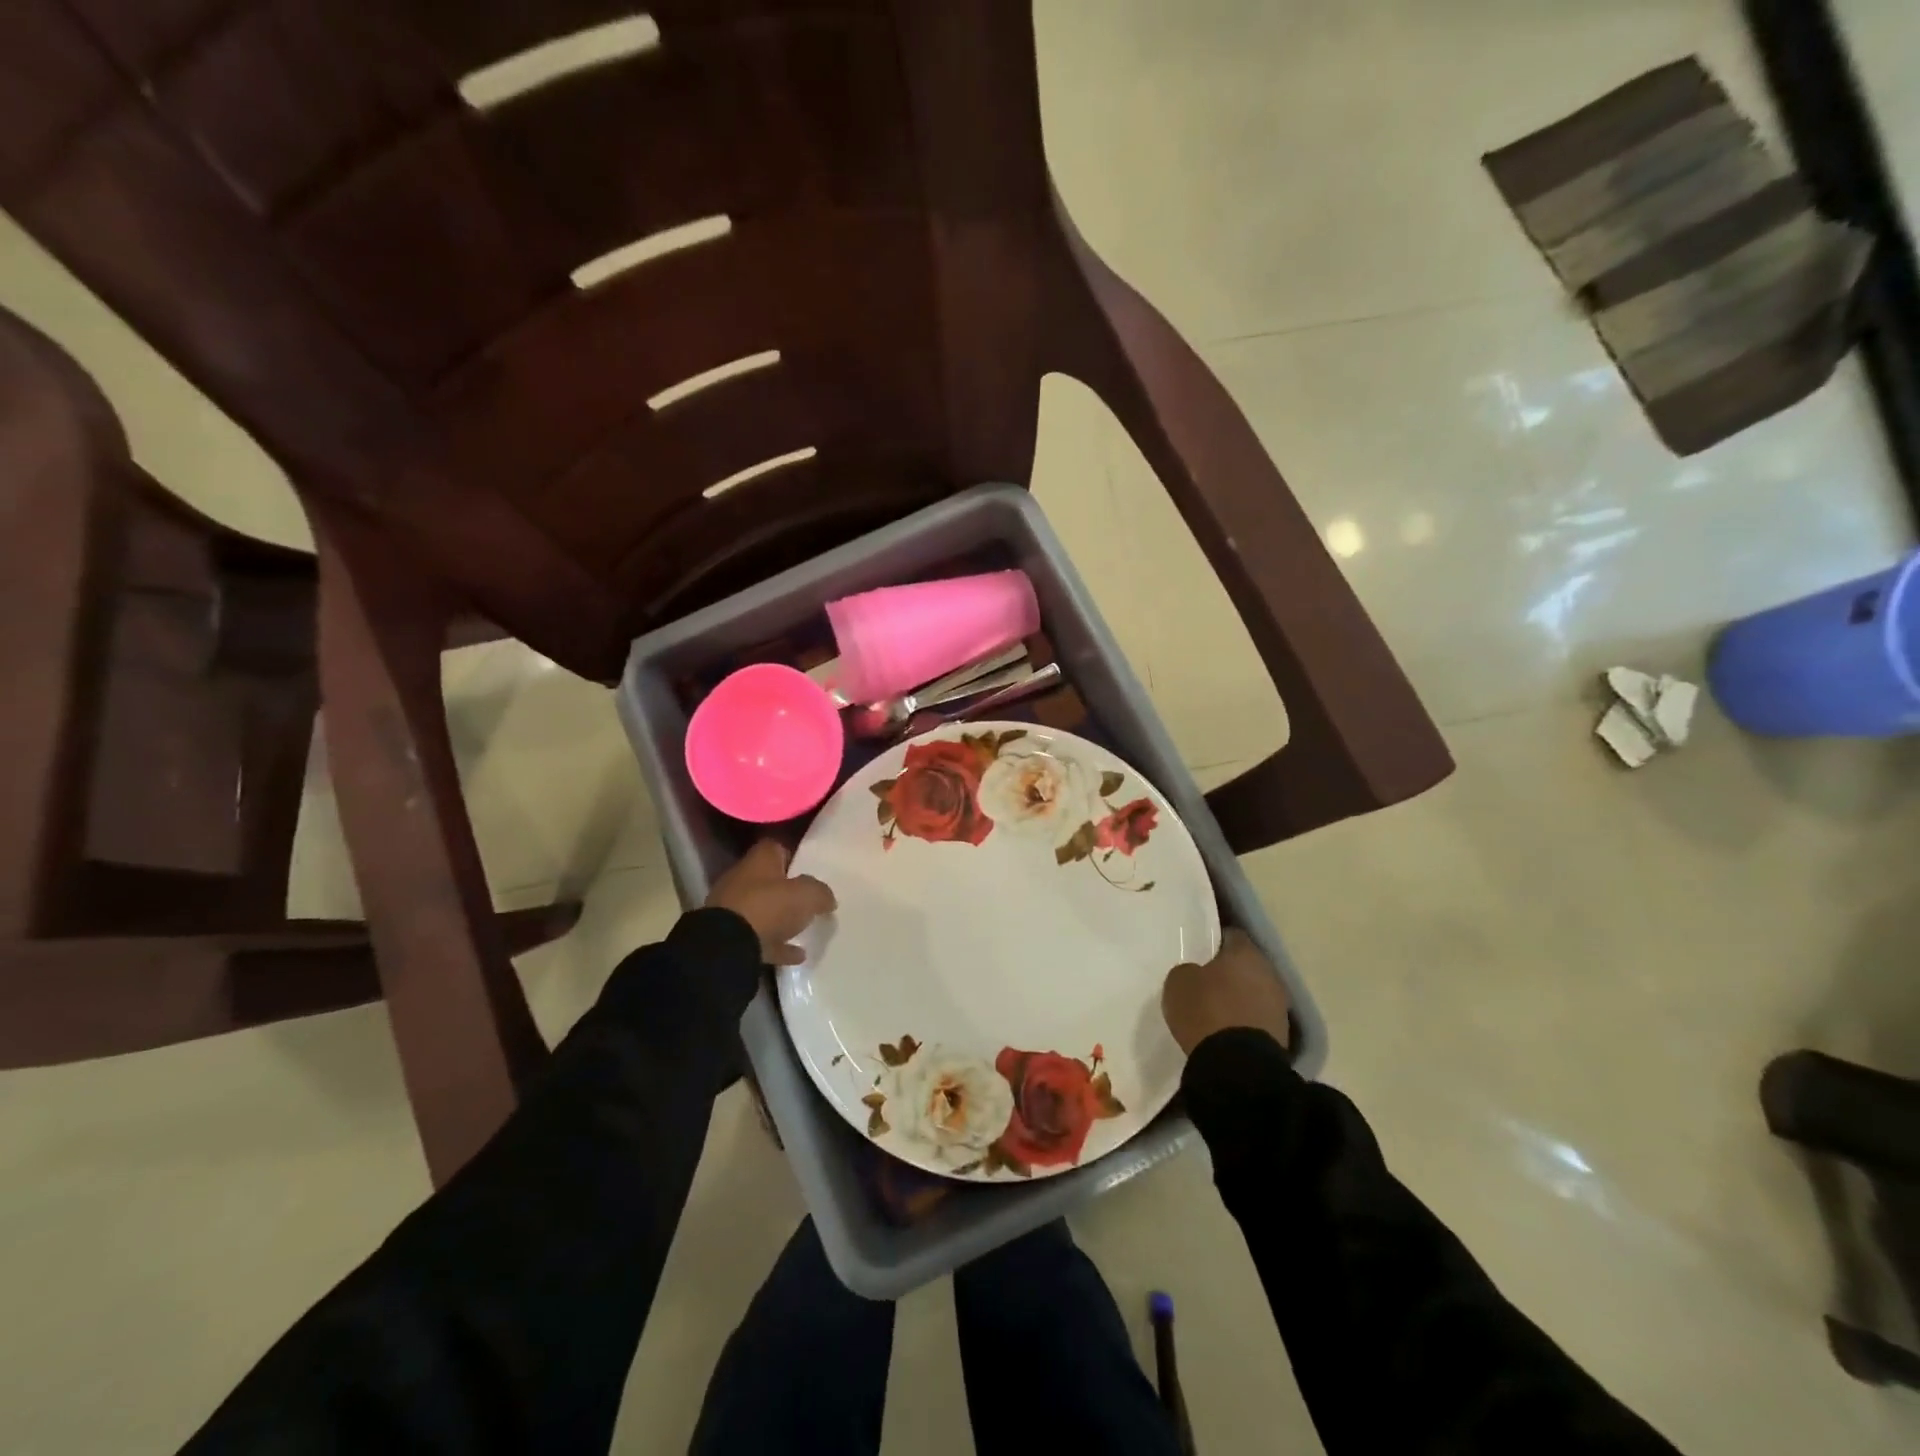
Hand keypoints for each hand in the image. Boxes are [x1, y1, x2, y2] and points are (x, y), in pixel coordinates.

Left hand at [705, 840, 835, 966]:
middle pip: (768, 879)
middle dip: (787, 889)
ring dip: (780, 918)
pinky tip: (797, 954)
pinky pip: (759, 938)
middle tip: (809, 899)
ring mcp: (733, 909)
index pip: (776, 847)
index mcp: (759, 861)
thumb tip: (827, 898)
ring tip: (804, 928)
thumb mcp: (807, 895)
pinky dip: (776, 944)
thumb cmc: (769, 907)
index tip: (810, 868)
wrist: (727, 946)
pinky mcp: (730, 937)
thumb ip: (820, 892)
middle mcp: (742, 879)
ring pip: (762, 909)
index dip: (793, 855)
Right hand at [1161, 929, 1291, 1054]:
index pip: (1232, 935)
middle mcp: (1269, 973)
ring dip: (1240, 997)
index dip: (1215, 941)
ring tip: (1216, 1009)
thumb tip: (1196, 973)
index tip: (1201, 951)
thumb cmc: (1206, 1011)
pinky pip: (1259, 1017)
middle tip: (1206, 980)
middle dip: (1229, 971)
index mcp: (1245, 952)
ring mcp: (1280, 1005)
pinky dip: (1245, 1020)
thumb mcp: (1179, 982)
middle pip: (1247, 965)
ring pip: (1255, 991)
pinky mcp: (1282, 1035)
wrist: (1238, 1066)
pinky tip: (1227, 1030)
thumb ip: (1188, 970)